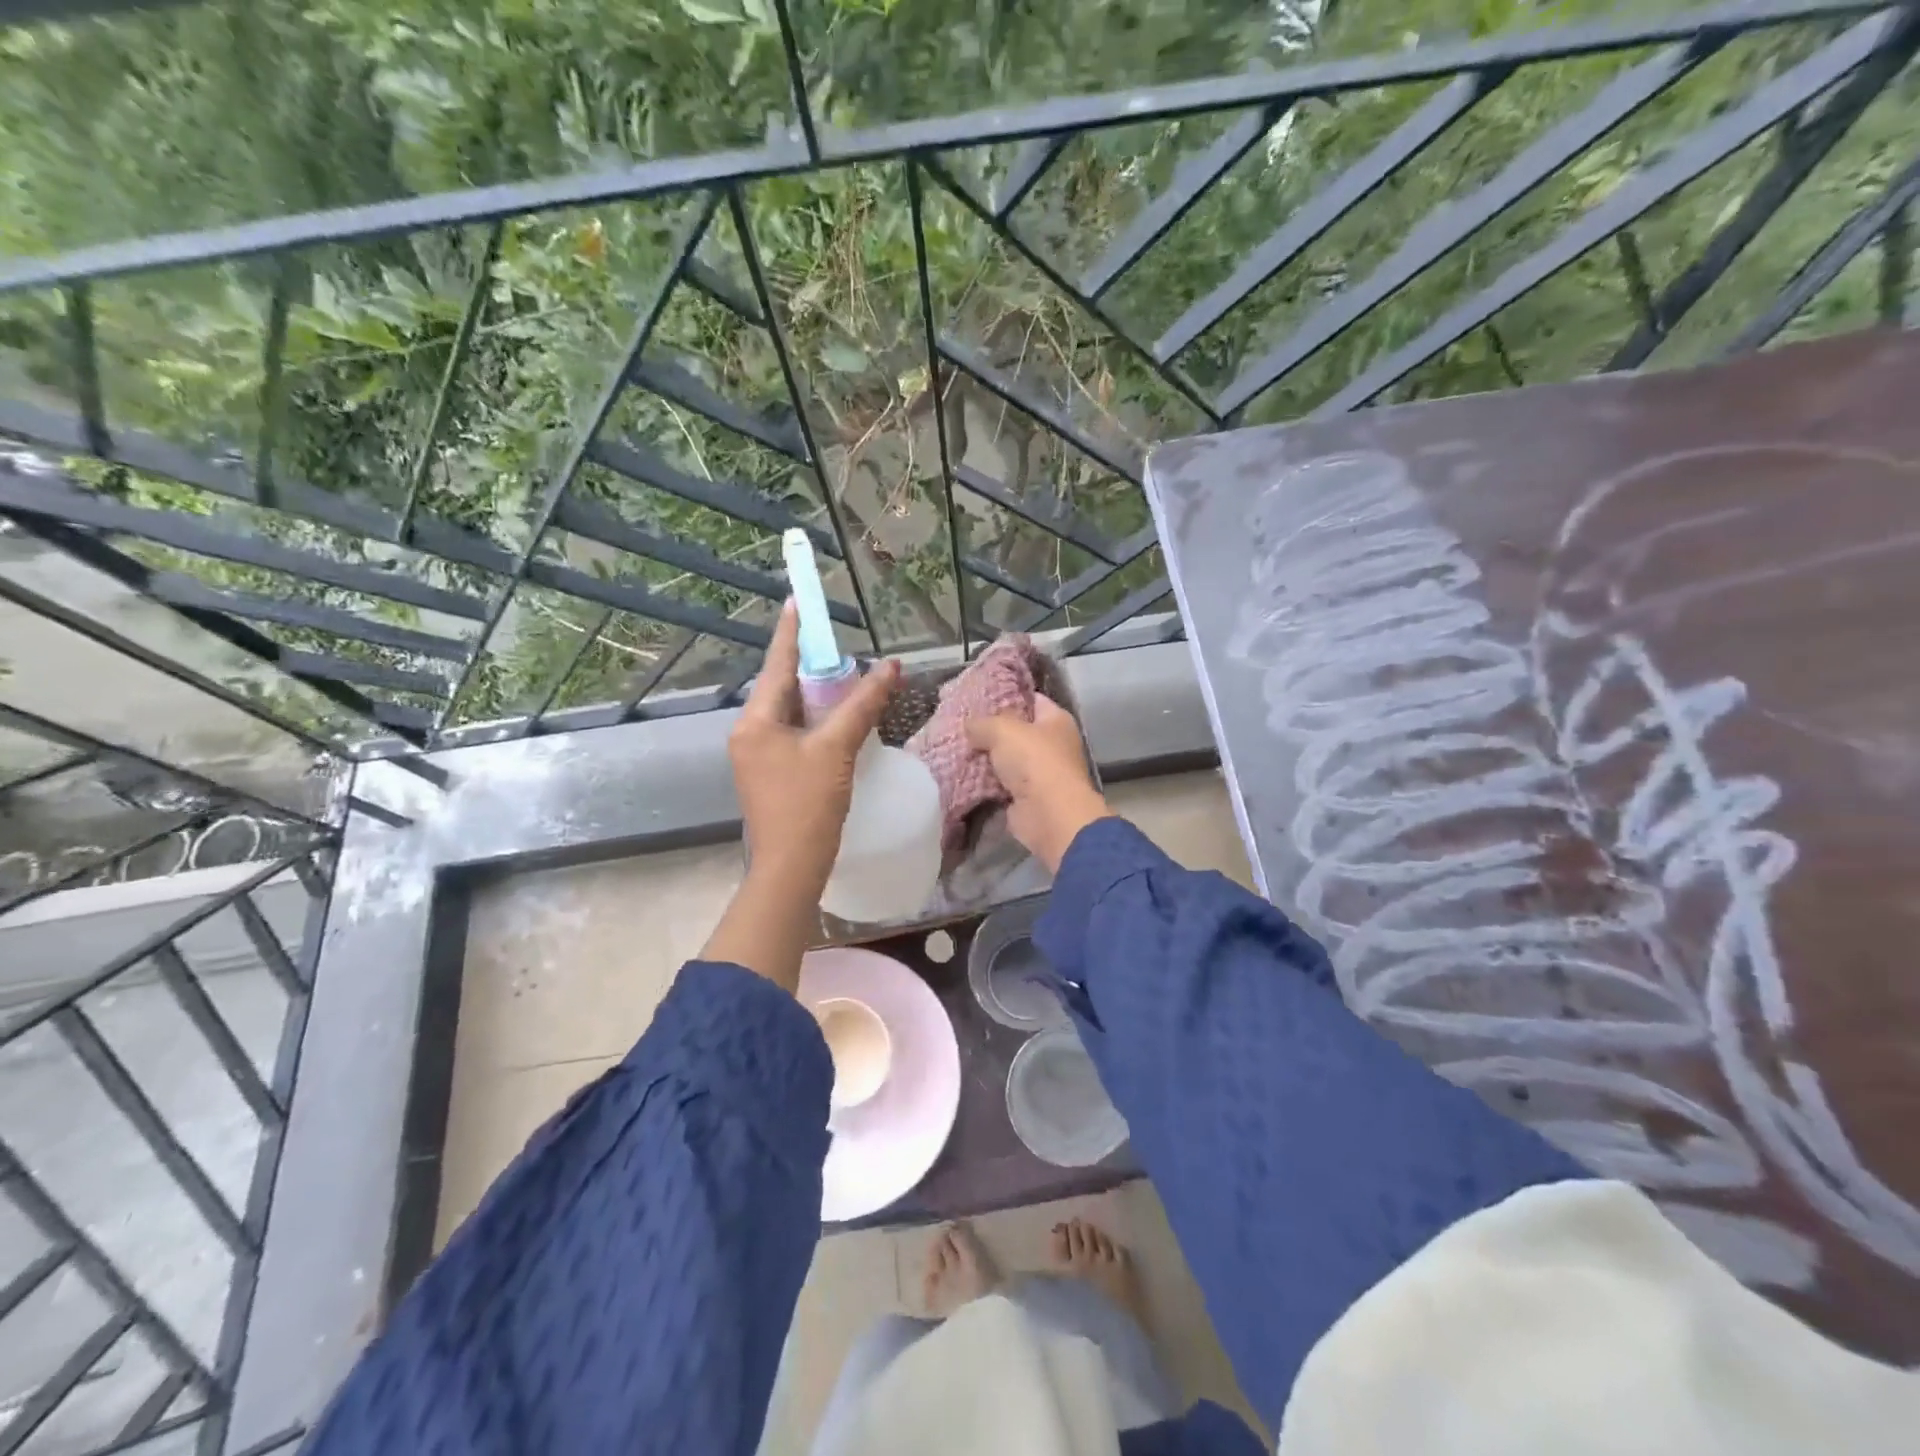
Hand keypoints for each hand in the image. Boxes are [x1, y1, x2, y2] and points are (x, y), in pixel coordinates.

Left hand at [703, 605, 898, 992]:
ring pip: (789, 712)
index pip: (777, 664)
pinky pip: (793, 733)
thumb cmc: (808, 805)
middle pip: (782, 687)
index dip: (790, 632)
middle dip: (809, 665)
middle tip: (835, 642)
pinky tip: (836, 718)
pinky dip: (815, 720)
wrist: (791, 867)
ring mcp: (757, 755)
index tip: (797, 600)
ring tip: (842, 675)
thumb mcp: (837, 749)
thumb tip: (892, 667)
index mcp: (756, 721)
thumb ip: (863, 705)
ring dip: (815, 694)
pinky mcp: (771, 773)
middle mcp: (749, 732)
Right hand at [966, 696, 1111, 872]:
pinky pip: (1000, 785)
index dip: (1006, 695)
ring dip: (985, 759)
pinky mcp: (1026, 798)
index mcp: (1056, 720)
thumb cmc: (1034, 761)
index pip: (1031, 699)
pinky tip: (961, 775)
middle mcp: (1052, 744)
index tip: (978, 696)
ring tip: (955, 749)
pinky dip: (984, 783)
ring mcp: (1040, 773)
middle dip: (990, 730)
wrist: (1048, 814)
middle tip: (961, 725)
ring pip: (1006, 759)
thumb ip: (982, 723)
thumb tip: (970, 726)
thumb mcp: (1003, 729)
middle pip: (1016, 731)